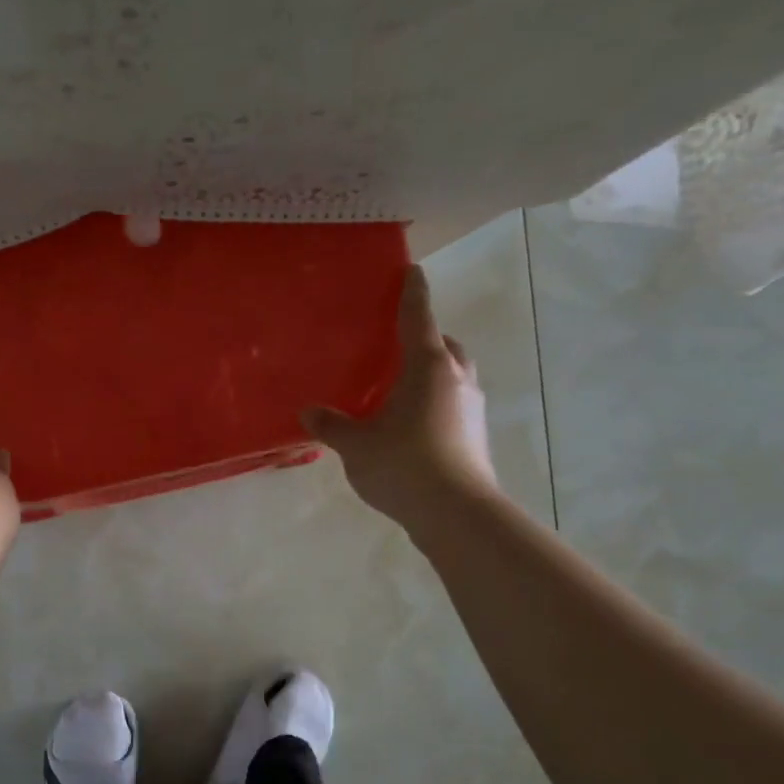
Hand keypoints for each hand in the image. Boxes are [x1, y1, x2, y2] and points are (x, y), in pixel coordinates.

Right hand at [302, 265, 497, 523]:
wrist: (456, 512)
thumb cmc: (404, 464)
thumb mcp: (357, 445)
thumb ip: (332, 426)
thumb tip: (309, 411)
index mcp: (427, 366)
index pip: (418, 318)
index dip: (412, 293)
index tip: (412, 271)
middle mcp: (455, 378)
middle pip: (444, 345)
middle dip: (427, 338)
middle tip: (398, 344)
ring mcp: (470, 407)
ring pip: (453, 375)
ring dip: (434, 372)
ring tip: (402, 387)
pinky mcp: (474, 435)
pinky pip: (453, 403)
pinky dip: (436, 401)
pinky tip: (412, 423)